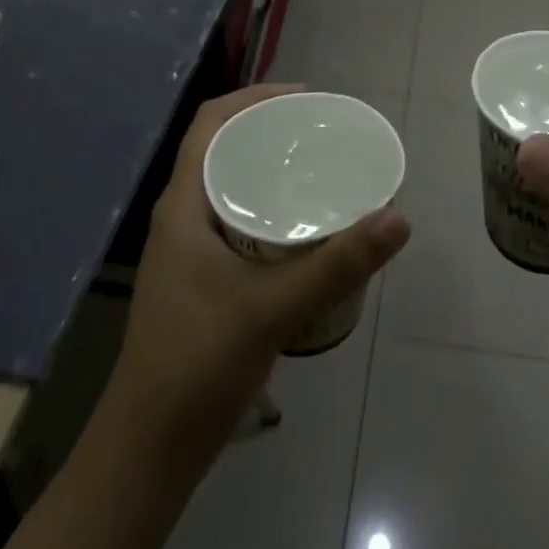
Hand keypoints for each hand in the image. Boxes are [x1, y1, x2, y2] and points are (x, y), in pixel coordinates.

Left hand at [111, 83, 411, 470]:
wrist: (149, 450)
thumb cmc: (198, 364)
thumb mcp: (274, 308)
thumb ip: (338, 263)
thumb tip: (398, 216)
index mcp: (184, 206)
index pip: (211, 123)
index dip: (254, 97)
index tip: (305, 98)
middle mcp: (182, 217)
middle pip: (223, 147)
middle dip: (270, 129)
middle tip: (324, 131)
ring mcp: (188, 249)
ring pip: (230, 184)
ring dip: (269, 168)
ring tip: (321, 167)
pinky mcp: (202, 277)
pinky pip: (237, 217)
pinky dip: (269, 205)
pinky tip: (305, 225)